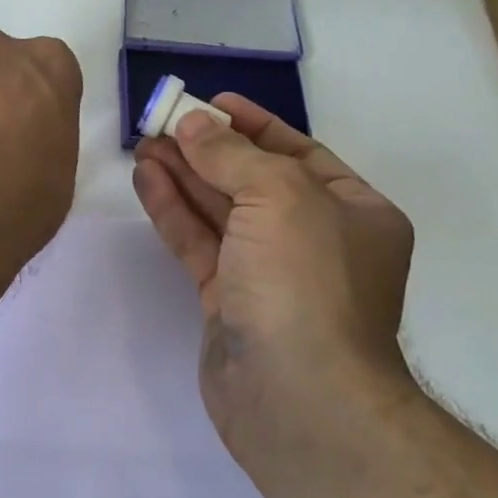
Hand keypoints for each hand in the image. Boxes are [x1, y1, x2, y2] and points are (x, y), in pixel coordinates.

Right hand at [131, 94, 413, 488]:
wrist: (298, 396)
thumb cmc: (306, 282)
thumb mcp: (279, 196)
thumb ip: (232, 155)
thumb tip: (194, 124)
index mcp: (354, 211)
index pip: (299, 154)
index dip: (253, 125)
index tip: (210, 102)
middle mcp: (315, 240)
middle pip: (252, 180)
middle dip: (207, 149)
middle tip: (160, 121)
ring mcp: (269, 273)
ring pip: (220, 212)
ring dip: (183, 176)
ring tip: (142, 144)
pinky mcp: (228, 302)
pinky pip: (199, 244)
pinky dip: (173, 211)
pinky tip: (146, 180)